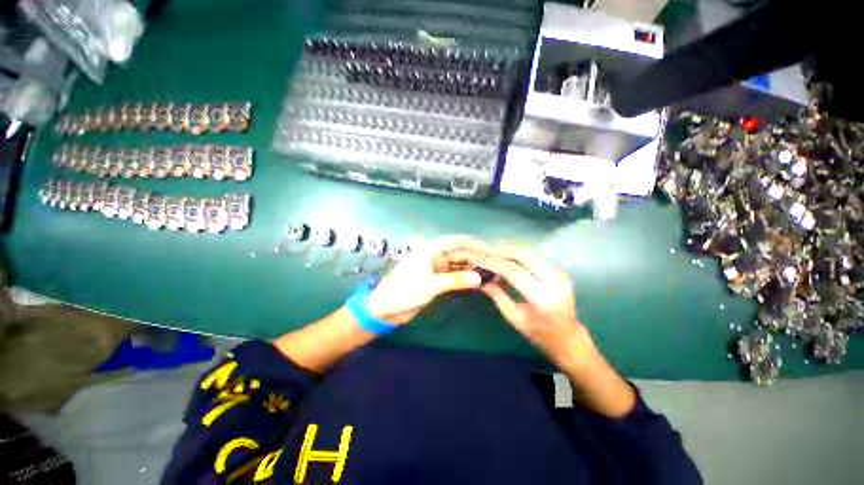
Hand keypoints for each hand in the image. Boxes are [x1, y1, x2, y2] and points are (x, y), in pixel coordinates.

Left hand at [366, 235, 489, 323]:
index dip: (472, 244)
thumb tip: (479, 278)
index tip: (489, 251)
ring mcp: (434, 268)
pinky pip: (452, 275)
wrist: (385, 308)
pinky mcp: (434, 279)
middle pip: (457, 252)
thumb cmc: (404, 292)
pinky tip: (474, 282)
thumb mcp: (431, 285)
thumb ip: (455, 280)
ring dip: (469, 268)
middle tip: (490, 268)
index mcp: (429, 250)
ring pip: (456, 264)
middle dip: (473, 258)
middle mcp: (433, 256)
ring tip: (486, 275)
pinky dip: (462, 277)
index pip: (455, 241)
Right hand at [480, 246, 589, 366]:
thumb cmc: (538, 333)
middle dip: (503, 251)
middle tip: (487, 250)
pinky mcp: (560, 271)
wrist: (568, 337)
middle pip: (525, 257)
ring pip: (531, 254)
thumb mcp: (514, 317)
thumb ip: (497, 296)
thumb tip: (482, 280)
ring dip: (511, 250)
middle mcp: (554, 282)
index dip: (496, 264)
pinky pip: (536, 257)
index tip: (481, 261)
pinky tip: (508, 255)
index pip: (515, 272)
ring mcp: (560, 275)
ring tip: (494, 250)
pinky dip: (520, 254)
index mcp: (542, 298)